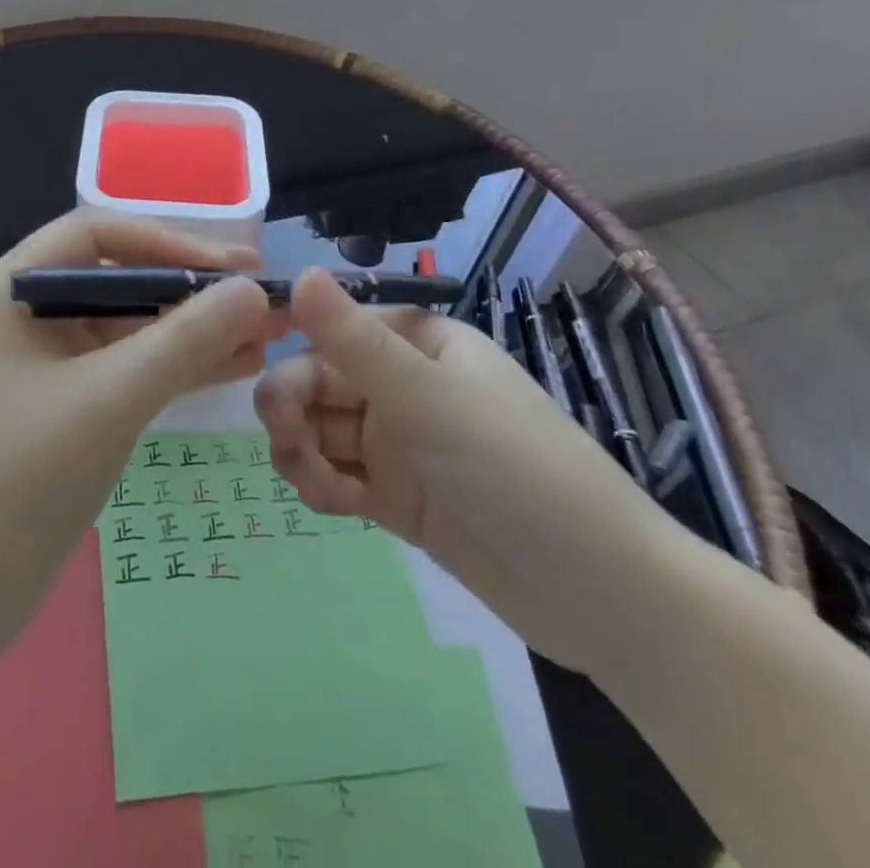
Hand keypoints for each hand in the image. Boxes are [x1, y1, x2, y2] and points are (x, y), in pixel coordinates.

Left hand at [0, 212, 277, 681]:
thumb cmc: (21, 478)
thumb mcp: (109, 399)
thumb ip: (184, 340)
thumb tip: (252, 290)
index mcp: (11, 290)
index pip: (96, 234)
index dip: (167, 242)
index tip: (231, 267)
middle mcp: (25, 314)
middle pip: (118, 279)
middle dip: (190, 290)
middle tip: (261, 299)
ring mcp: (44, 363)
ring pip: (128, 326)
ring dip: (192, 330)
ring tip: (264, 335)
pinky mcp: (64, 405)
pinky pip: (125, 368)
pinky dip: (174, 366)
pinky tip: (234, 366)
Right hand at [253, 269, 680, 675]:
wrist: (602, 597)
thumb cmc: (519, 472)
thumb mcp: (431, 400)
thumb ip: (355, 342)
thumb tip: (298, 273)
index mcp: (419, 344)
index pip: (336, 331)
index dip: (297, 350)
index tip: (268, 382)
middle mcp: (404, 385)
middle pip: (320, 382)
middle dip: (295, 408)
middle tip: (287, 439)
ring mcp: (399, 443)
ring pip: (322, 430)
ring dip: (304, 451)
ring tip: (317, 485)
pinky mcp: (395, 495)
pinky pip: (338, 473)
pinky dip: (324, 485)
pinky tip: (335, 504)